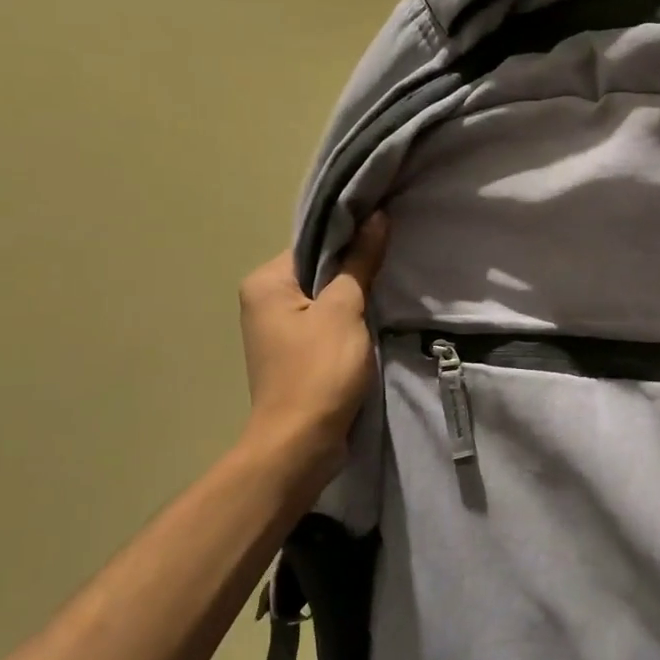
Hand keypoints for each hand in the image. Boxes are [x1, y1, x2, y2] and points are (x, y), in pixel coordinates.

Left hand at [238, 214, 387, 487]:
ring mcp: (279, 331)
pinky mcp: (296, 355)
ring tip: (391, 286)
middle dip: (355, 267)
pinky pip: (326, 324)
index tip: (387, 232)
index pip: (313, 243)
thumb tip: (375, 217)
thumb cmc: (319, 370)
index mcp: (265, 283)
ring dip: (355, 296)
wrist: (302, 442)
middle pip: (319, 270)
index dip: (350, 236)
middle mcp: (264, 301)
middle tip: (395, 259)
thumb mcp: (345, 310)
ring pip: (325, 299)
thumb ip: (360, 262)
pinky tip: (376, 319)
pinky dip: (350, 321)